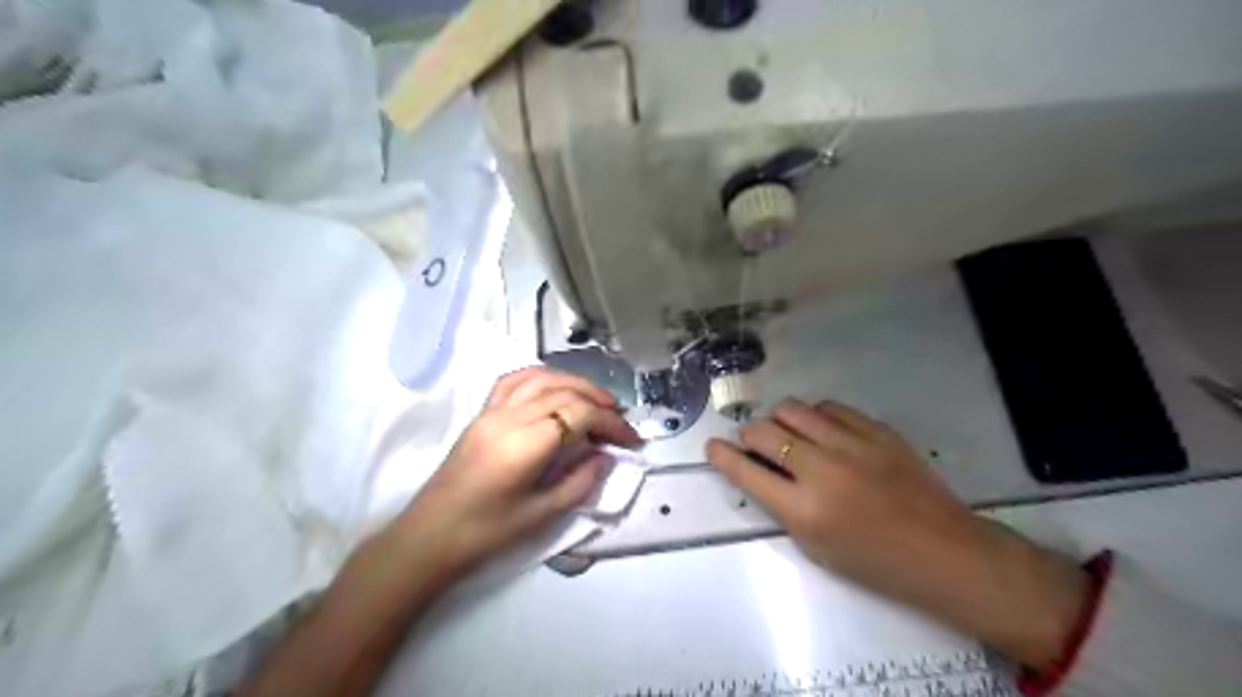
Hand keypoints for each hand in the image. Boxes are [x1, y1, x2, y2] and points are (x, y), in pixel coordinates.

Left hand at [392, 368, 638, 579]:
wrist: (431, 535)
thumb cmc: (486, 532)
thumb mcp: (542, 514)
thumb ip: (580, 481)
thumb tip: (606, 456)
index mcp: (525, 444)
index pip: (579, 414)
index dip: (611, 422)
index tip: (631, 439)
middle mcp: (510, 417)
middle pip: (564, 391)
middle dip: (600, 401)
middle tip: (620, 419)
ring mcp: (492, 411)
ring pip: (542, 377)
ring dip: (575, 383)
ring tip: (596, 401)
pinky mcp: (482, 413)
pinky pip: (515, 380)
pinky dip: (542, 376)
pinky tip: (556, 387)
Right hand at [708, 400, 1089, 671]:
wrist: (944, 552)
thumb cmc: (874, 562)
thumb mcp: (815, 546)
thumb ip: (782, 504)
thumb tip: (759, 469)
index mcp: (804, 510)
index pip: (745, 471)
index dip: (721, 456)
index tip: (712, 446)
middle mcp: (822, 470)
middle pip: (764, 431)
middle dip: (748, 436)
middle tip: (754, 445)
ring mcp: (852, 445)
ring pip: (793, 409)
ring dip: (780, 421)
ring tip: (789, 435)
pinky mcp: (877, 431)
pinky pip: (830, 407)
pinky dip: (816, 417)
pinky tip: (823, 431)